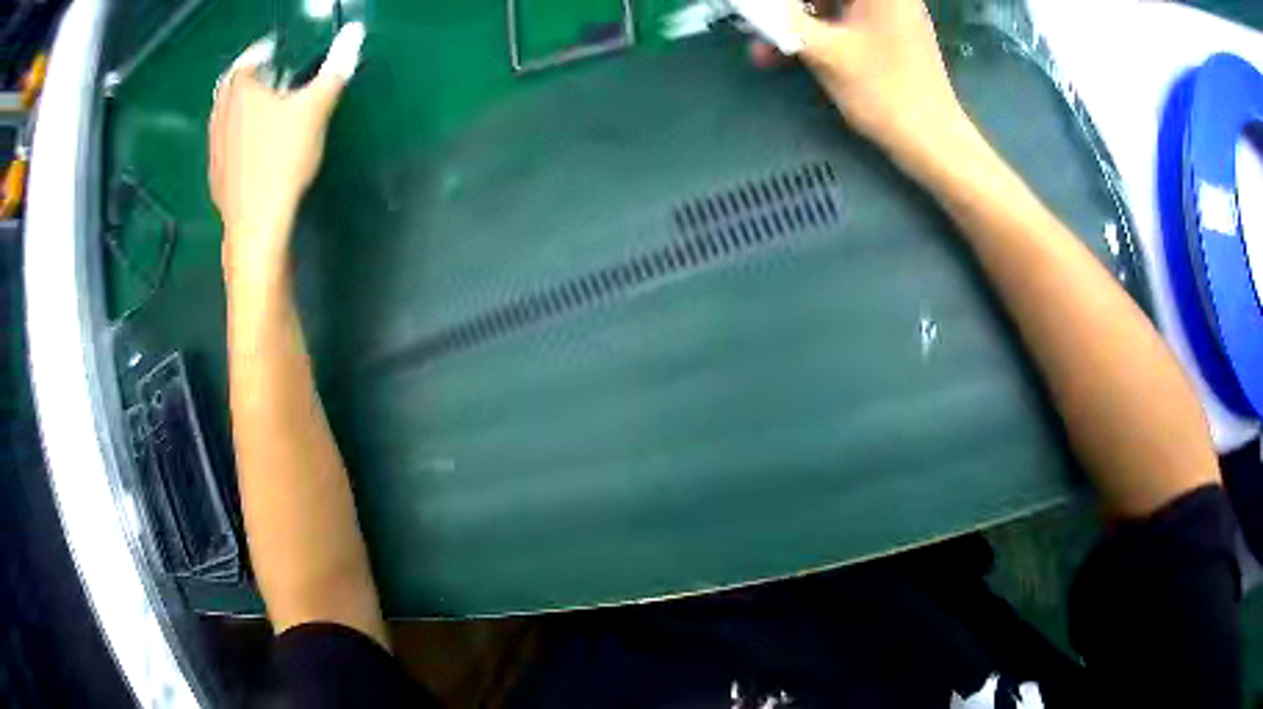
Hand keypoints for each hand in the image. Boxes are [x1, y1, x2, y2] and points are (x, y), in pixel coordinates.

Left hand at [209, 23, 364, 275]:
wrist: (256, 225)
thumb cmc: (282, 160)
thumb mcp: (315, 109)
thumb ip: (335, 69)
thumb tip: (354, 33)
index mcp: (241, 92)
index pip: (247, 60)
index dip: (262, 51)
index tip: (275, 49)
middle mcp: (221, 116)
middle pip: (230, 86)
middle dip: (247, 76)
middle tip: (266, 75)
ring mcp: (214, 149)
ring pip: (224, 116)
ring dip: (239, 106)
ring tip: (259, 107)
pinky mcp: (216, 176)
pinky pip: (223, 143)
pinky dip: (235, 135)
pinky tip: (250, 146)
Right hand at [756, 0, 971, 166]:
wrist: (931, 141)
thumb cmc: (884, 92)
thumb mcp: (825, 52)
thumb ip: (782, 21)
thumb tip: (751, 6)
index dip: (788, 2)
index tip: (763, 10)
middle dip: (788, 11)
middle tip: (759, 27)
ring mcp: (888, 15)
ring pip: (829, 7)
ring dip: (795, 24)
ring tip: (764, 50)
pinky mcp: (886, 36)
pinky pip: (841, 23)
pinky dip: (815, 35)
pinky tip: (786, 54)